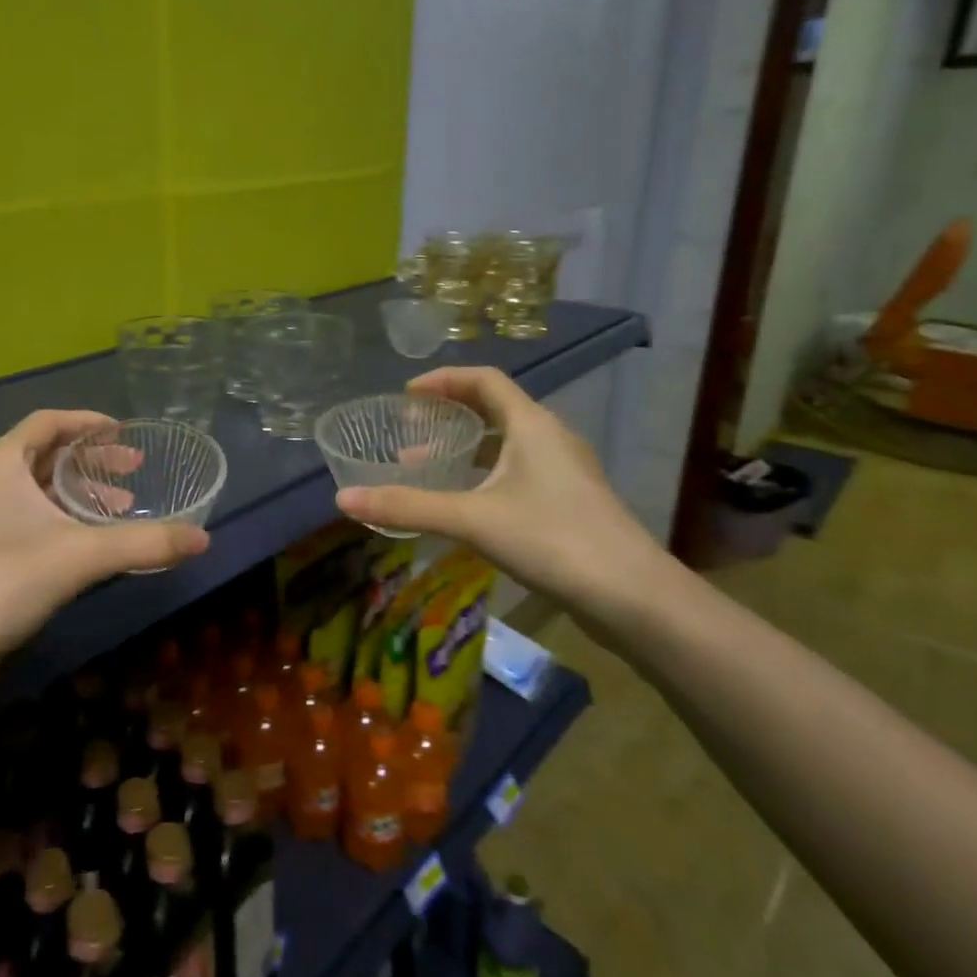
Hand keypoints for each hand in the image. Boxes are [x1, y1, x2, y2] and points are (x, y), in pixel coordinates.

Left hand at [0, 410, 210, 670]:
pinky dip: (59, 518)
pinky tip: (86, 544)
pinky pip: (25, 517)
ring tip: (121, 509)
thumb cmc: (5, 580)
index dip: (89, 422)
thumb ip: (147, 543)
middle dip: (92, 461)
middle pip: (44, 454)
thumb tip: (204, 538)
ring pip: (35, 490)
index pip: (48, 422)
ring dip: (78, 494)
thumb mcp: (84, 555)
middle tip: (134, 472)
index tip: (125, 432)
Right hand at [334, 368, 671, 625]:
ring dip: (467, 449)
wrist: (632, 596)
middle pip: (496, 408)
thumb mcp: (471, 519)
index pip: (484, 380)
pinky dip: (486, 474)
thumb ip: (407, 507)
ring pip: (507, 443)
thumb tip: (343, 498)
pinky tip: (468, 506)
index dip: (443, 380)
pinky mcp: (571, 501)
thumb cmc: (552, 539)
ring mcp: (565, 470)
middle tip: (411, 431)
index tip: (407, 396)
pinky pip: (519, 470)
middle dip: (450, 415)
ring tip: (429, 469)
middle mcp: (551, 437)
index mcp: (531, 424)